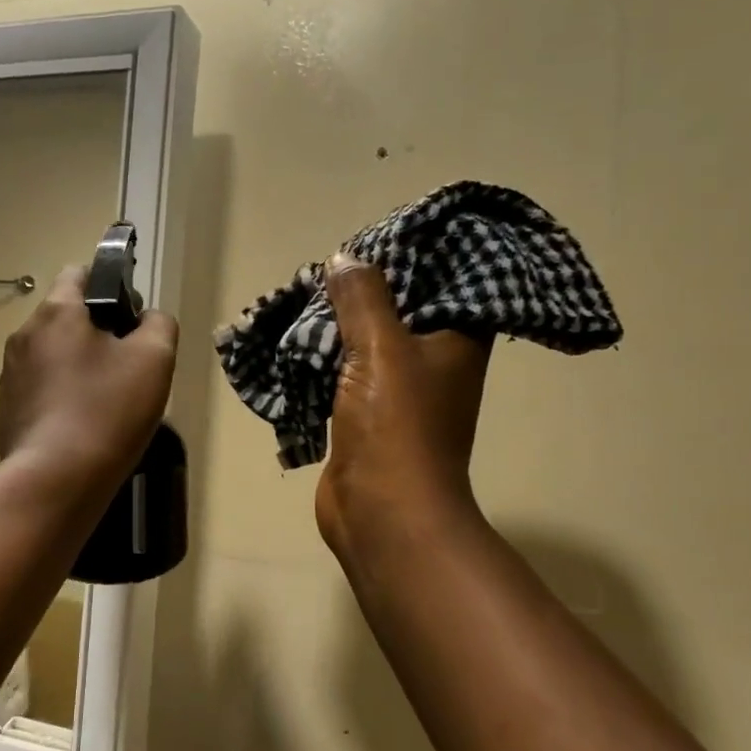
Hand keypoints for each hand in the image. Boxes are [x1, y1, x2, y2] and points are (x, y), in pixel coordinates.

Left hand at [0, 264, 178, 492]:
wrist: (55, 480)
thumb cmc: (108, 410)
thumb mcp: (155, 359)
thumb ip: (158, 325)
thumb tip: (148, 320)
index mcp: (57, 313)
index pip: (78, 273)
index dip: (107, 286)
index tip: (128, 317)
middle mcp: (23, 336)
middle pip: (63, 319)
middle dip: (94, 333)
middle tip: (126, 366)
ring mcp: (9, 377)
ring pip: (49, 357)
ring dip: (74, 368)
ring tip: (104, 402)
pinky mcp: (5, 413)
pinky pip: (37, 393)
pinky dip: (57, 400)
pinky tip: (79, 428)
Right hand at [316, 254, 491, 574]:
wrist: (383, 513)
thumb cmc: (396, 426)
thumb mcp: (381, 349)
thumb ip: (363, 299)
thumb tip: (345, 259)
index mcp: (456, 341)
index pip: (445, 281)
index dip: (415, 256)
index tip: (379, 237)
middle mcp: (433, 361)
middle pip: (398, 308)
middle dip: (362, 290)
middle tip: (330, 265)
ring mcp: (398, 391)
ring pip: (365, 340)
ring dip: (336, 324)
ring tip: (304, 293)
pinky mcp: (365, 413)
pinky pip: (343, 371)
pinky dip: (322, 356)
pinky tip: (294, 337)